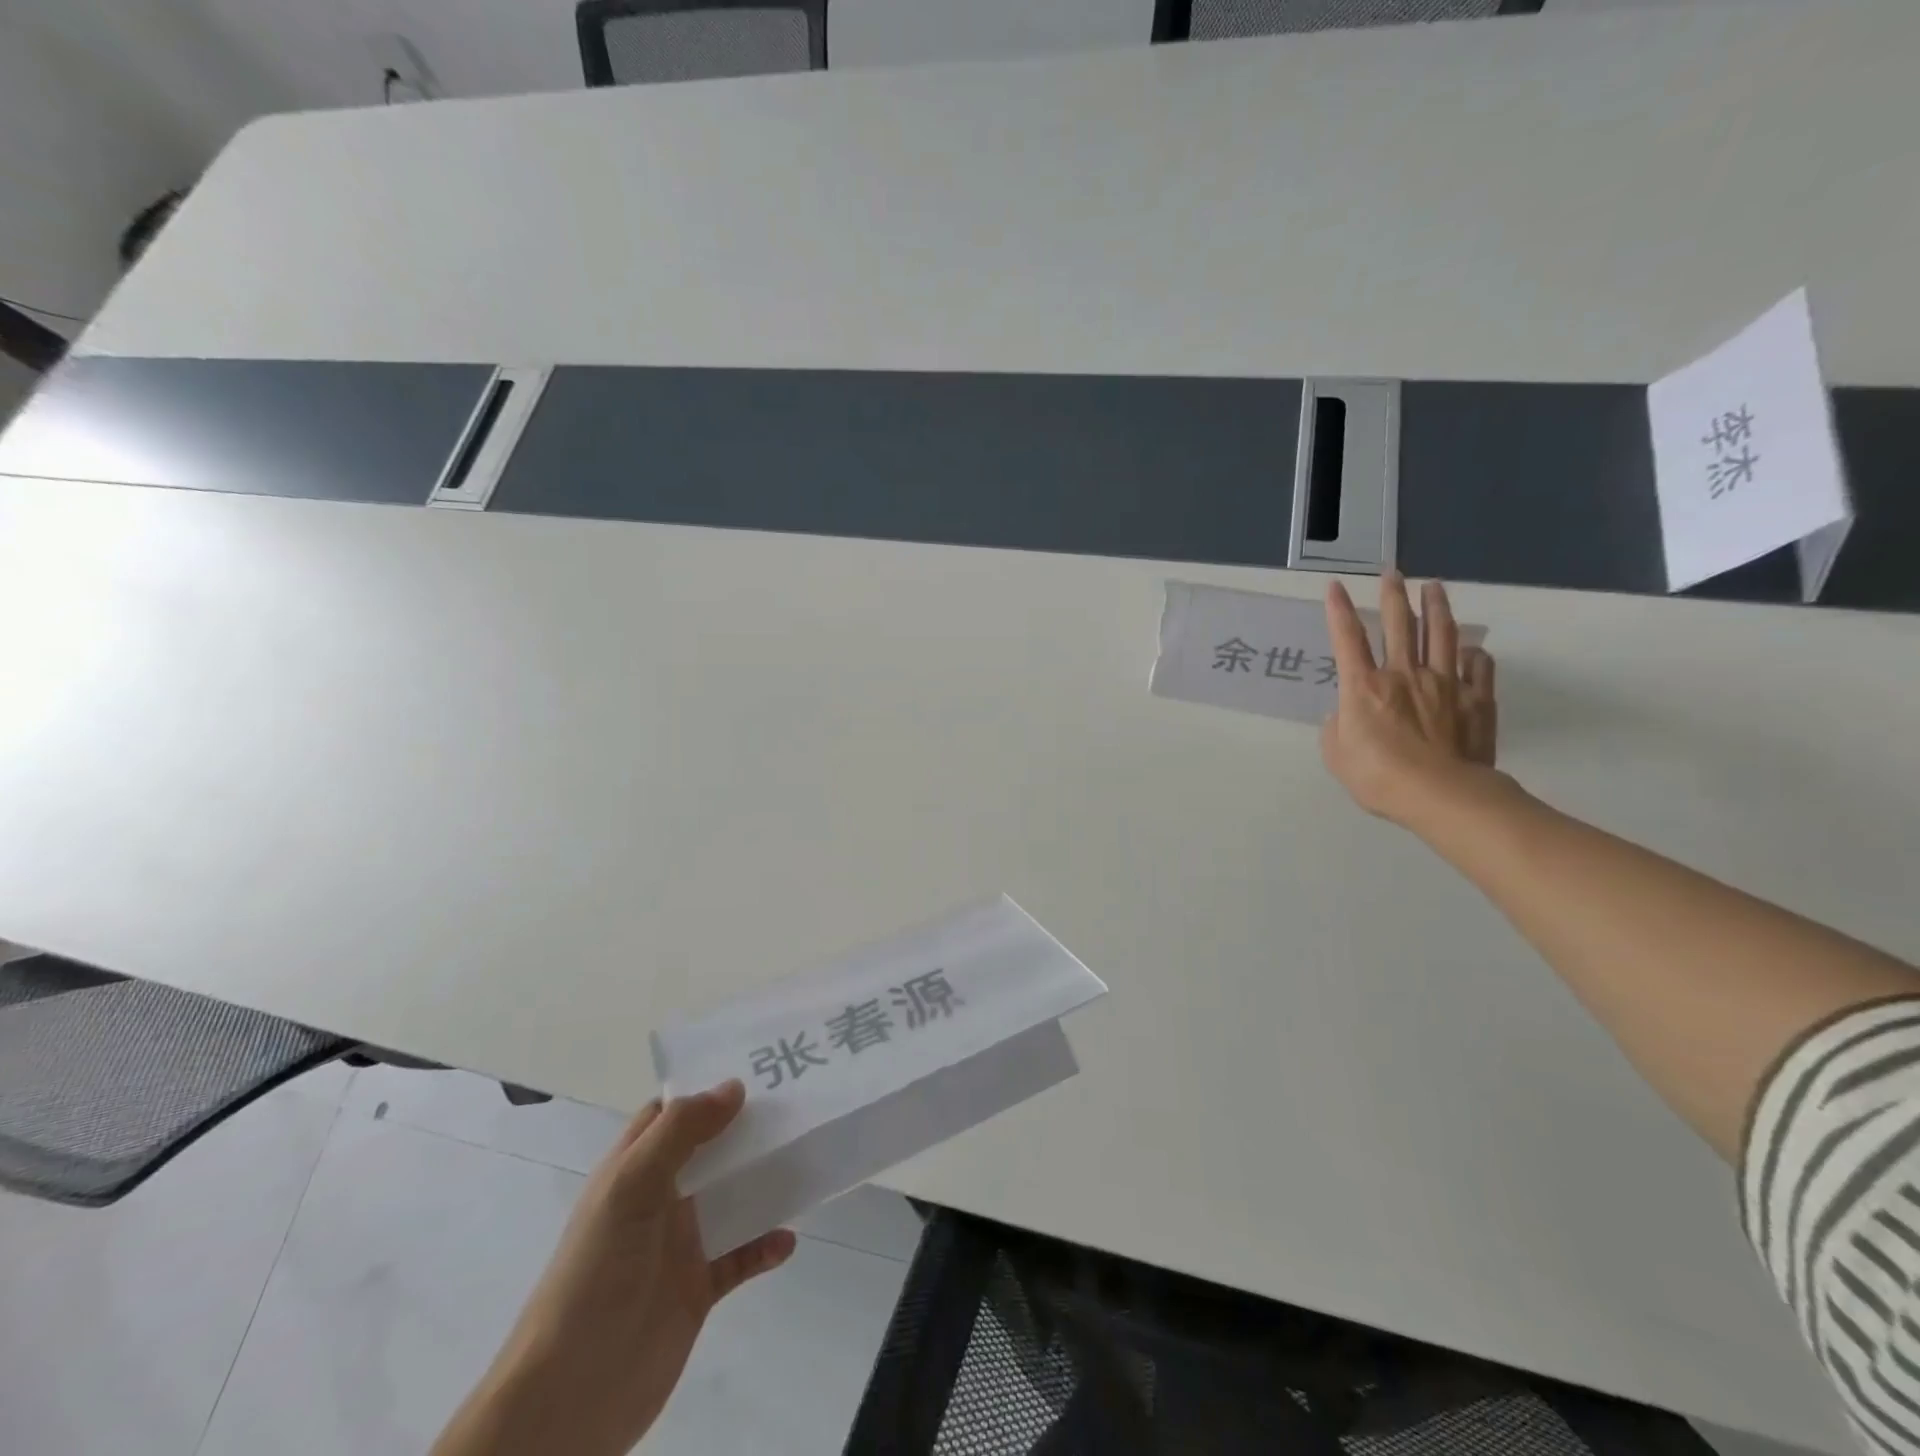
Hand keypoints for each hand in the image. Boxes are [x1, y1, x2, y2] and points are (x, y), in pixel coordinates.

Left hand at [433, 1080, 794, 1455]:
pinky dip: (765, 1245)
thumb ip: (680, 1132)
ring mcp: (679, 1243)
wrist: (572, 1392)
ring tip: (805, 1159)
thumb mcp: (631, 1186)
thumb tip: (734, 1086)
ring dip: (764, 1182)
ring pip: (731, 1197)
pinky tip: (787, 1239)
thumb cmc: (595, 1272)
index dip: (707, 1089)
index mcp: (634, 1168)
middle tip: (797, 1103)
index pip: (670, 1114)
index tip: (755, 1068)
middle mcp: (659, 1198)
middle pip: (710, 1149)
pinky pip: (741, 1256)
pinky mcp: (698, 1287)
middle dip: (748, 1128)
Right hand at [1320, 571, 1497, 827]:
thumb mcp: (1336, 755)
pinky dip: (1473, 653)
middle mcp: (1403, 674)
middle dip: (1393, 595)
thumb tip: (1343, 714)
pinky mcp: (1475, 699)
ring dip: (1436, 608)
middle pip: (1398, 625)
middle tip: (1393, 573)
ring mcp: (1444, 683)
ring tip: (1434, 588)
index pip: (1347, 639)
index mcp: (1363, 687)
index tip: (1336, 586)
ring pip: (1440, 634)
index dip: (1339, 611)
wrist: (1440, 793)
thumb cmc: (1377, 776)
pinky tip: (1470, 648)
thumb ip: (1335, 729)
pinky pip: (1477, 666)